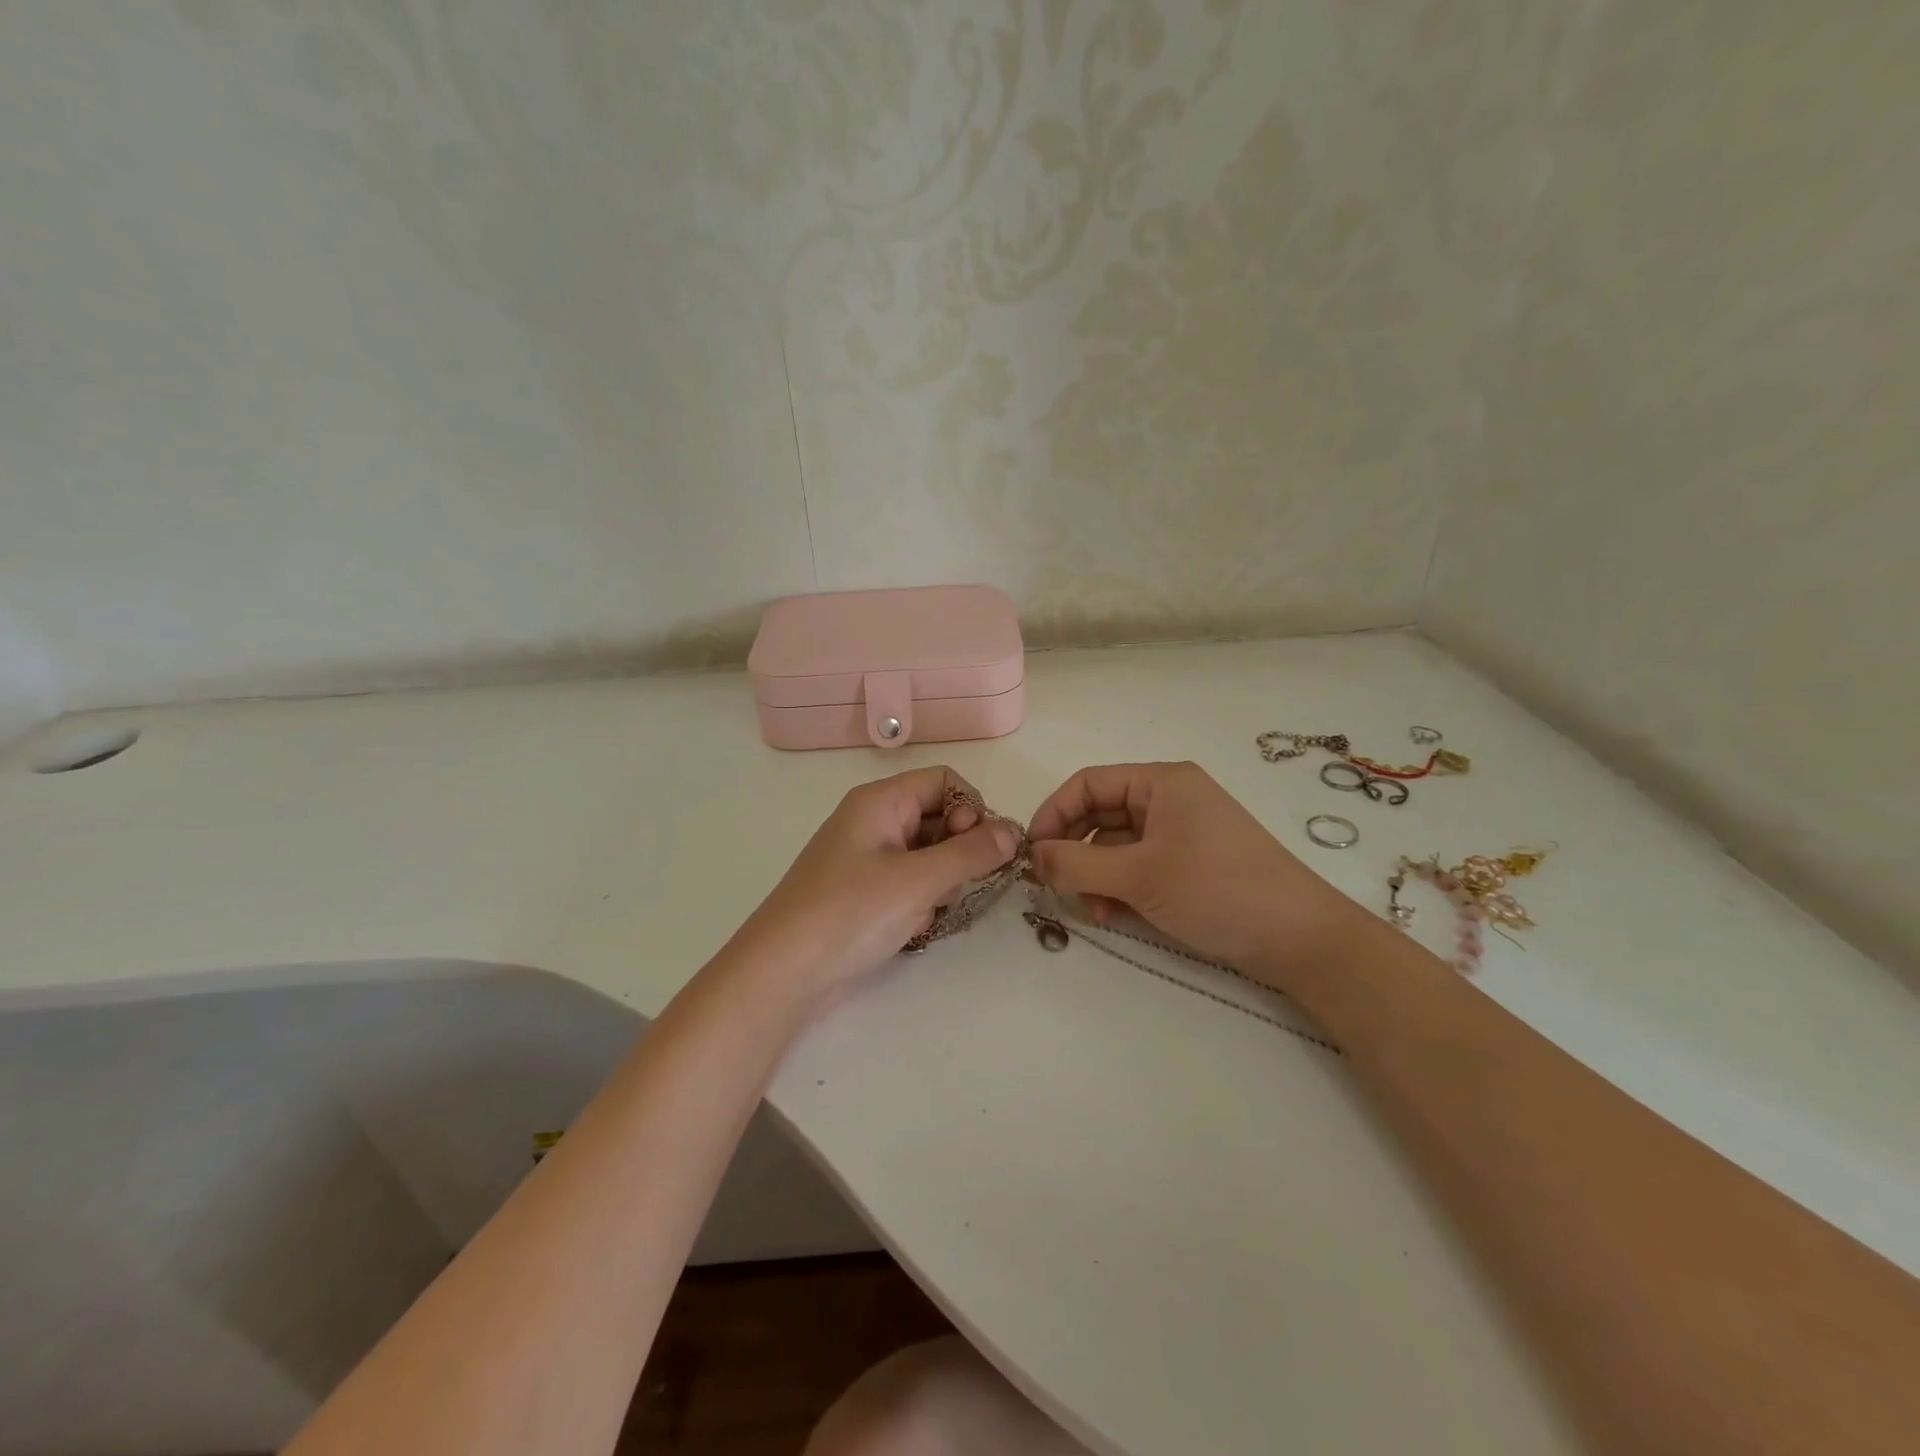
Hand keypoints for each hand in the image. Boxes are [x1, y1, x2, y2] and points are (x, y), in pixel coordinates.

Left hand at [726, 766, 1020, 1014]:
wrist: (783, 973)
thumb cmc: (850, 913)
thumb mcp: (918, 880)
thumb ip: (971, 853)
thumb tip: (1013, 831)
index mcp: (881, 801)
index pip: (944, 781)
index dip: (971, 808)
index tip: (982, 848)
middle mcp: (874, 821)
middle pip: (938, 816)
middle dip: (960, 849)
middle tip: (960, 884)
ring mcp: (867, 859)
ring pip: (928, 853)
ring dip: (943, 879)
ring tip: (932, 909)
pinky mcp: (864, 893)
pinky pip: (910, 882)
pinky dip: (922, 900)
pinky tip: (914, 927)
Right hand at [1026, 761, 1365, 981]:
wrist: (1301, 938)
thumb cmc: (1217, 890)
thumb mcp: (1138, 875)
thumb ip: (1077, 863)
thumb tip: (1032, 856)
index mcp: (1160, 781)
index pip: (1087, 783)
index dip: (1053, 814)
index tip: (1031, 853)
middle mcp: (1169, 798)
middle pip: (1100, 814)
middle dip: (1074, 850)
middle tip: (1052, 886)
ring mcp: (1182, 831)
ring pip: (1117, 844)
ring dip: (1095, 874)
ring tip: (1091, 909)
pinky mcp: (1190, 863)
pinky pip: (1139, 865)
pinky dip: (1120, 886)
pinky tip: (1113, 914)